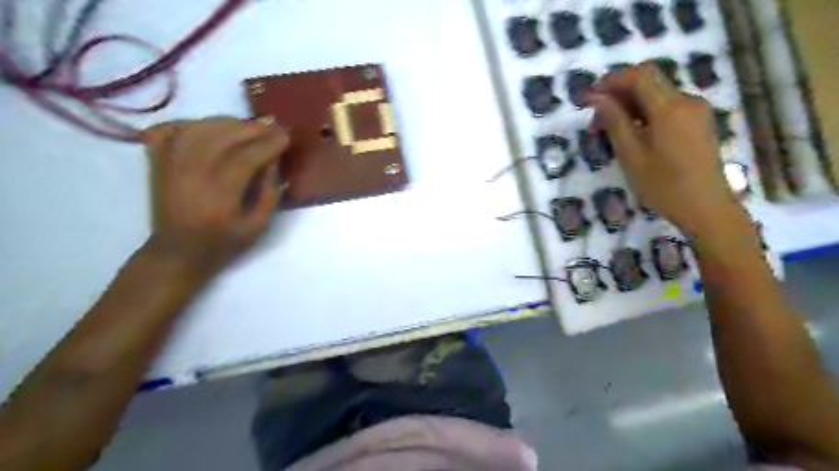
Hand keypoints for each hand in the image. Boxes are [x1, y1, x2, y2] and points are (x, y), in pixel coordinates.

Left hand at [140, 116, 288, 275]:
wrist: (178, 252)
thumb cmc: (224, 242)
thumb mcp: (259, 225)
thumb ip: (270, 192)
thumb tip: (273, 162)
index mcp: (219, 194)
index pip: (247, 157)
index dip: (268, 144)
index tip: (286, 135)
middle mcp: (192, 173)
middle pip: (223, 136)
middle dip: (252, 128)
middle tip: (271, 126)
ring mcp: (170, 165)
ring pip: (199, 128)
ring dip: (226, 122)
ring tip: (245, 126)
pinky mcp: (157, 162)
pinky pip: (170, 129)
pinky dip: (190, 123)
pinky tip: (207, 127)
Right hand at [586, 64, 735, 237]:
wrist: (706, 208)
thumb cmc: (663, 185)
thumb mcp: (631, 155)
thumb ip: (615, 122)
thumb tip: (598, 99)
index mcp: (670, 107)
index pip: (640, 76)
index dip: (612, 81)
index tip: (590, 98)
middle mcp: (687, 101)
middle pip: (649, 83)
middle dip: (619, 95)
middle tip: (596, 120)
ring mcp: (696, 112)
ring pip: (657, 96)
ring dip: (630, 106)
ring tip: (609, 132)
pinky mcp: (698, 123)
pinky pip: (667, 108)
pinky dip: (645, 115)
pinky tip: (632, 136)